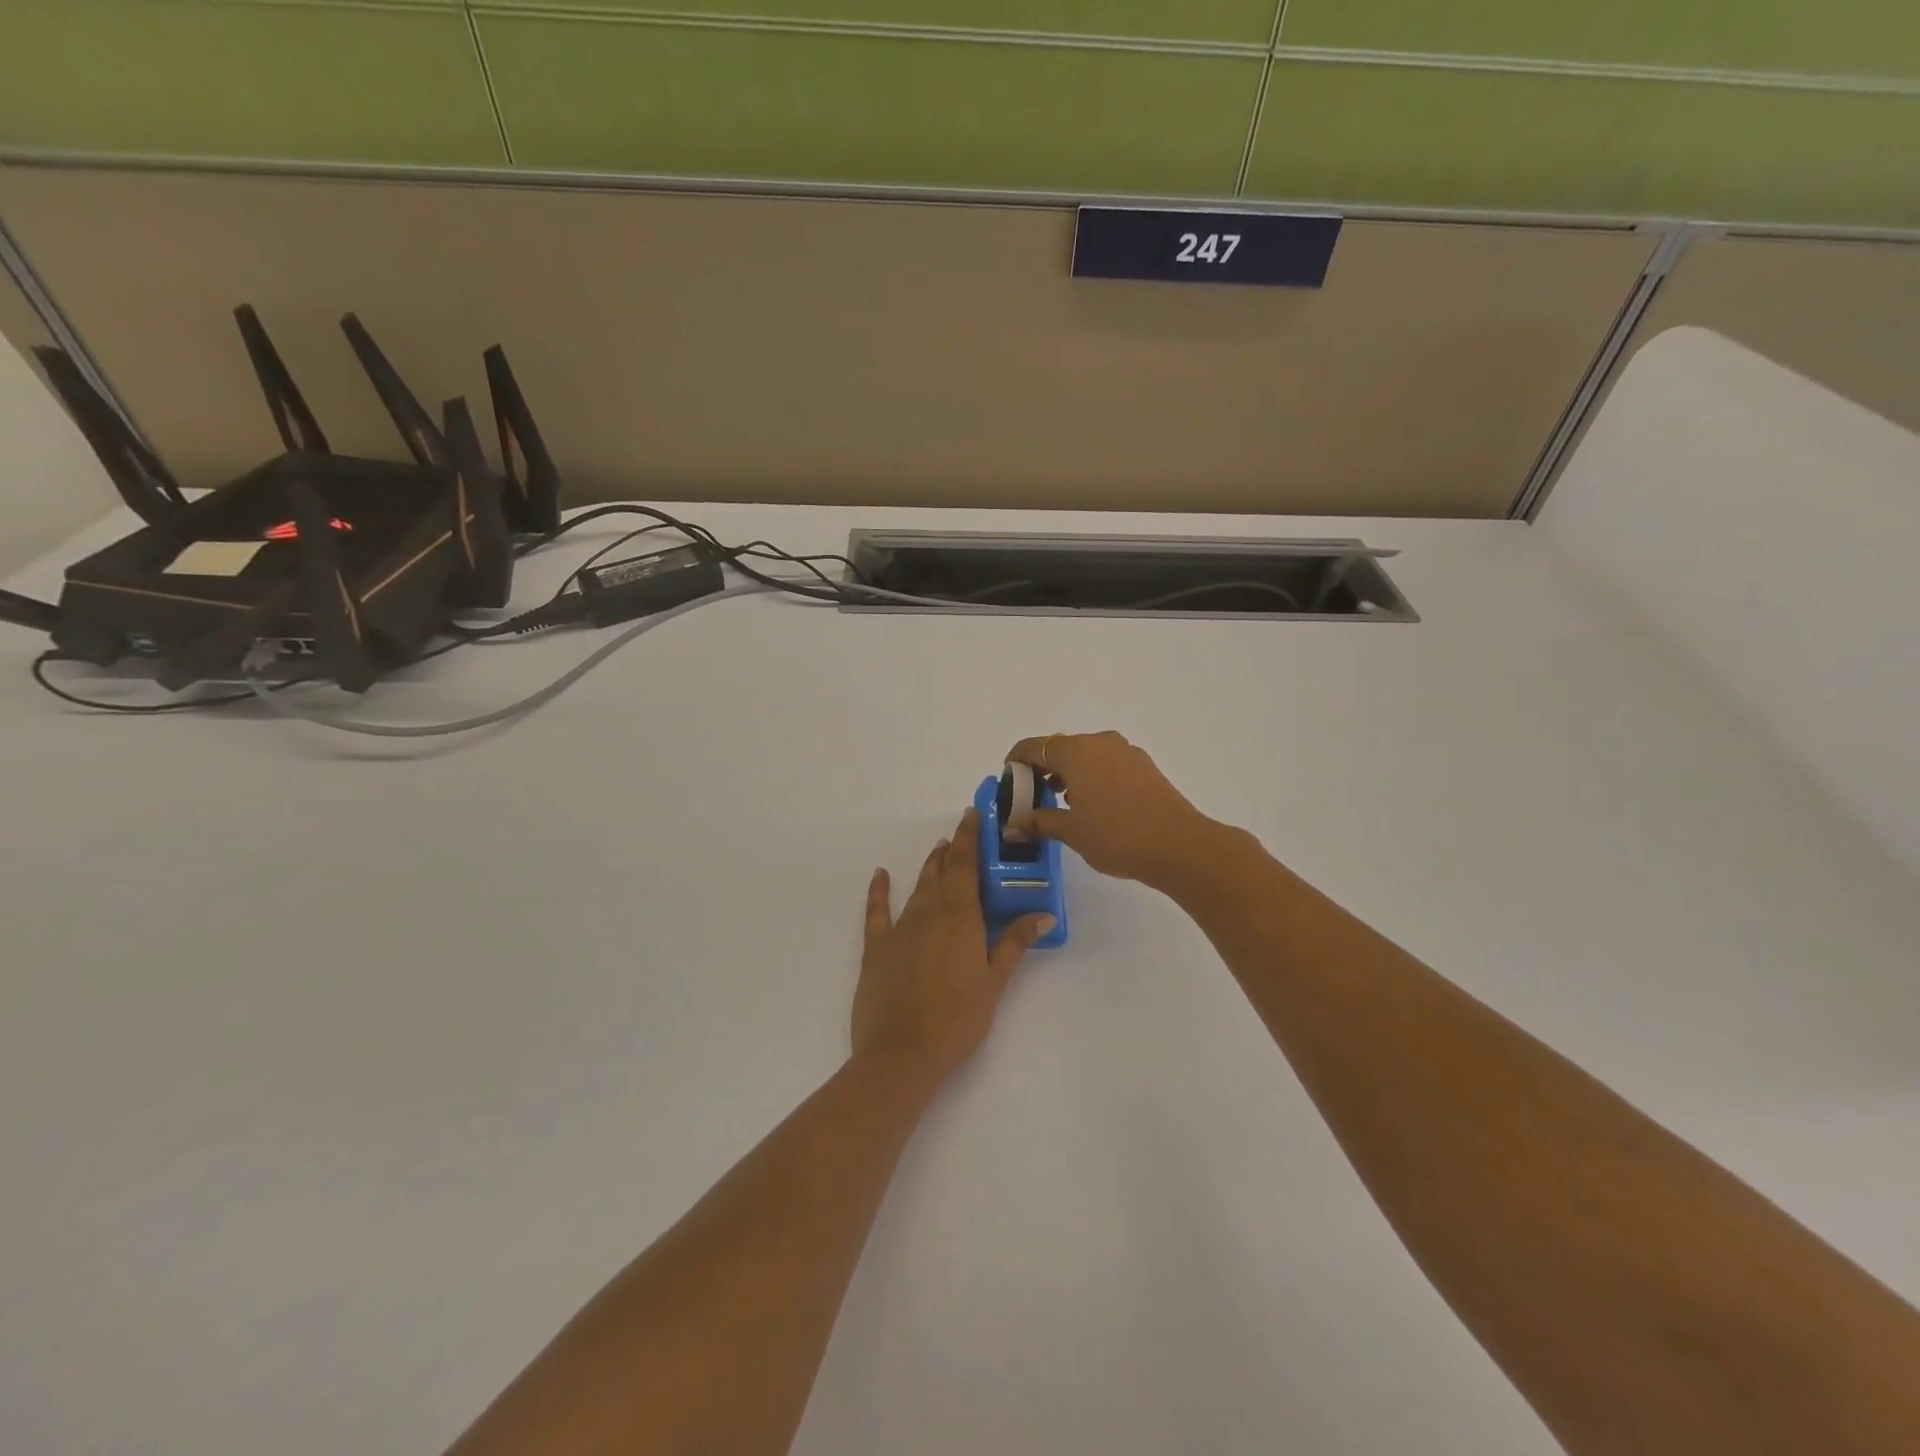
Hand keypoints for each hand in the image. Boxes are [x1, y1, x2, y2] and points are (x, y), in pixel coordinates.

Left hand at [852, 808, 1054, 1086]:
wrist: (903, 1052)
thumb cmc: (958, 1018)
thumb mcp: (994, 982)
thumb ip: (1014, 943)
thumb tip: (1043, 914)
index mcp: (959, 917)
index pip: (965, 865)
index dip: (969, 837)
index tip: (972, 815)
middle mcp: (928, 912)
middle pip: (941, 871)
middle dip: (952, 849)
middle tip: (960, 832)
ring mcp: (899, 929)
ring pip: (917, 887)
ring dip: (929, 867)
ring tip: (938, 850)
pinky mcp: (876, 948)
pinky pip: (877, 911)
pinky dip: (879, 891)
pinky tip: (881, 875)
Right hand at [1004, 731, 1231, 893]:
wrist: (1179, 846)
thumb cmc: (1116, 835)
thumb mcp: (1070, 831)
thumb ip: (1038, 821)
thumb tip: (1013, 825)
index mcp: (1075, 751)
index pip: (1032, 747)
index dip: (1015, 764)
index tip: (1009, 785)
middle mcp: (1100, 742)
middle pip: (1059, 749)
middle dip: (1042, 771)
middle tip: (1032, 800)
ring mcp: (1126, 752)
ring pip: (1085, 756)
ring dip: (1068, 775)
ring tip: (1062, 807)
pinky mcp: (1145, 767)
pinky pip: (1107, 765)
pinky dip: (1092, 778)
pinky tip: (1093, 807)